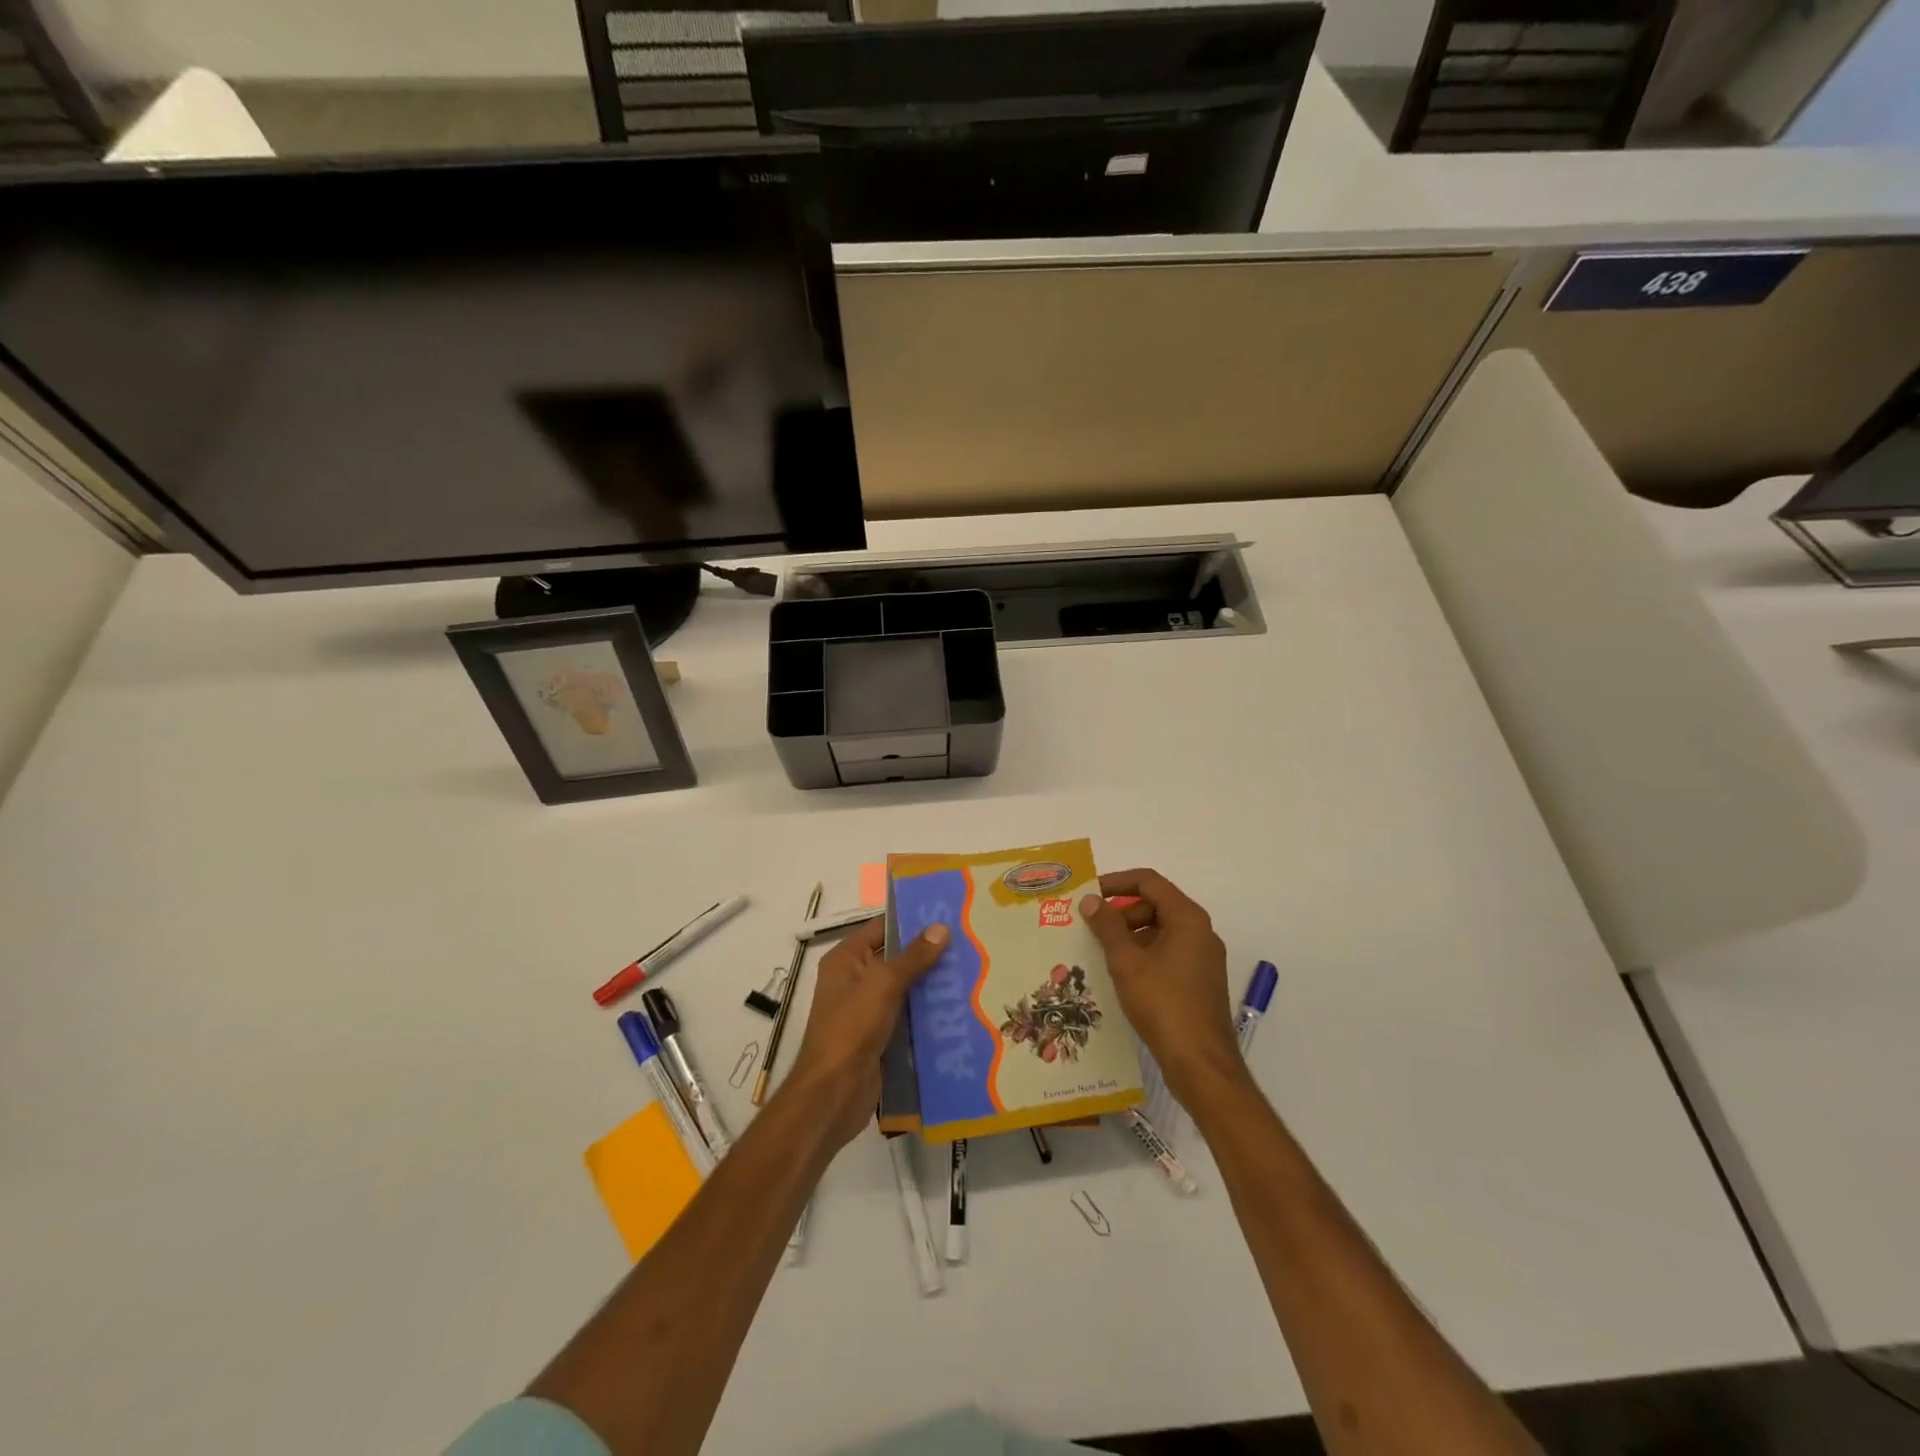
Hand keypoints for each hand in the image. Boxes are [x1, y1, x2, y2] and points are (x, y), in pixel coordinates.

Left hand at [783, 917, 948, 1147]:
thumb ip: (914, 956)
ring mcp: (866, 1010)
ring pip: (903, 989)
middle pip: (894, 958)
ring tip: (970, 972)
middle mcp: (854, 980)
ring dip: (930, 984)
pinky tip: (957, 1009)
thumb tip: (941, 927)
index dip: (910, 921)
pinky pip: (906, 1016)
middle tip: (967, 943)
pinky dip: (926, 1012)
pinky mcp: (879, 1036)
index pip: (881, 928)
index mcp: (846, 960)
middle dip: (927, 953)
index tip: (946, 915)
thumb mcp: (884, 984)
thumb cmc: (852, 1028)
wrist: (833, 1093)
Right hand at [1079, 869, 1249, 1107]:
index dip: (1117, 882)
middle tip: (1092, 928)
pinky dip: (1144, 954)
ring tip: (1101, 952)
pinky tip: (1121, 974)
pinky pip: (1168, 953)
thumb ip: (1107, 926)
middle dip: (1122, 912)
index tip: (1090, 894)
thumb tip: (1091, 900)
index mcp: (1187, 918)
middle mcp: (1200, 931)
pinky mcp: (1200, 980)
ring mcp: (1203, 957)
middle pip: (1156, 904)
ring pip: (1161, 931)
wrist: (1201, 1063)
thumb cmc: (1163, 1004)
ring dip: (1130, 935)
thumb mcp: (1127, 962)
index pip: (1149, 882)